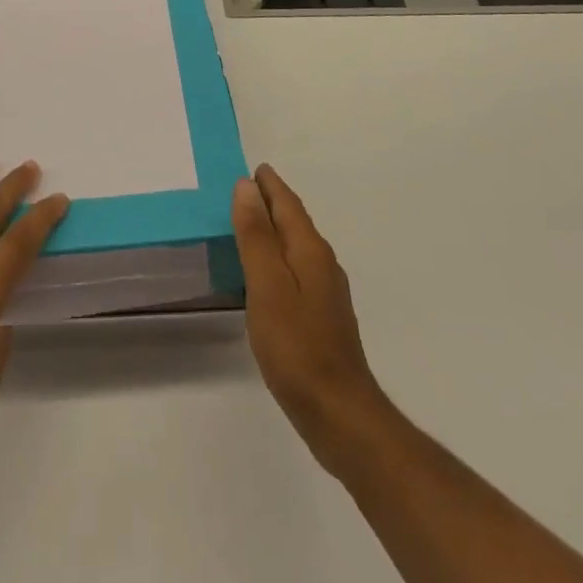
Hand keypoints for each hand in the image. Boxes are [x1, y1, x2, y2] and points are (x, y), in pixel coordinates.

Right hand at [232, 163, 387, 478]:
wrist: (340, 415)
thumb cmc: (297, 346)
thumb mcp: (267, 286)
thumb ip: (256, 236)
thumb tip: (246, 186)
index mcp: (309, 251)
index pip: (287, 204)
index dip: (269, 185)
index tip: (251, 167)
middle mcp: (323, 265)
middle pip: (294, 222)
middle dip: (271, 202)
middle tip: (242, 189)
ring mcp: (326, 294)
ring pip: (296, 247)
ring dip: (274, 230)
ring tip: (248, 225)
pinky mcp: (323, 319)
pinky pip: (296, 270)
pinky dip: (278, 258)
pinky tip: (265, 274)